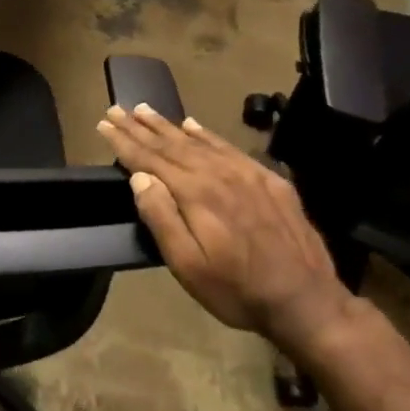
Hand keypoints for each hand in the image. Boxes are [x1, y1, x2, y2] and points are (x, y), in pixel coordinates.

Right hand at [97, 103, 357, 357]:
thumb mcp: (188, 265)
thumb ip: (161, 218)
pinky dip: (206, 134)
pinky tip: (194, 125)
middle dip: (140, 126)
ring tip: (145, 110)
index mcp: (196, 193)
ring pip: (199, 141)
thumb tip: (140, 178)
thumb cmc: (236, 290)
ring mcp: (248, 174)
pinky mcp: (270, 180)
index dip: (124, 142)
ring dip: (169, 125)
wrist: (306, 301)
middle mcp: (220, 174)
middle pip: (172, 144)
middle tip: (117, 109)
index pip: (150, 159)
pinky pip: (229, 147)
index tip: (103, 124)